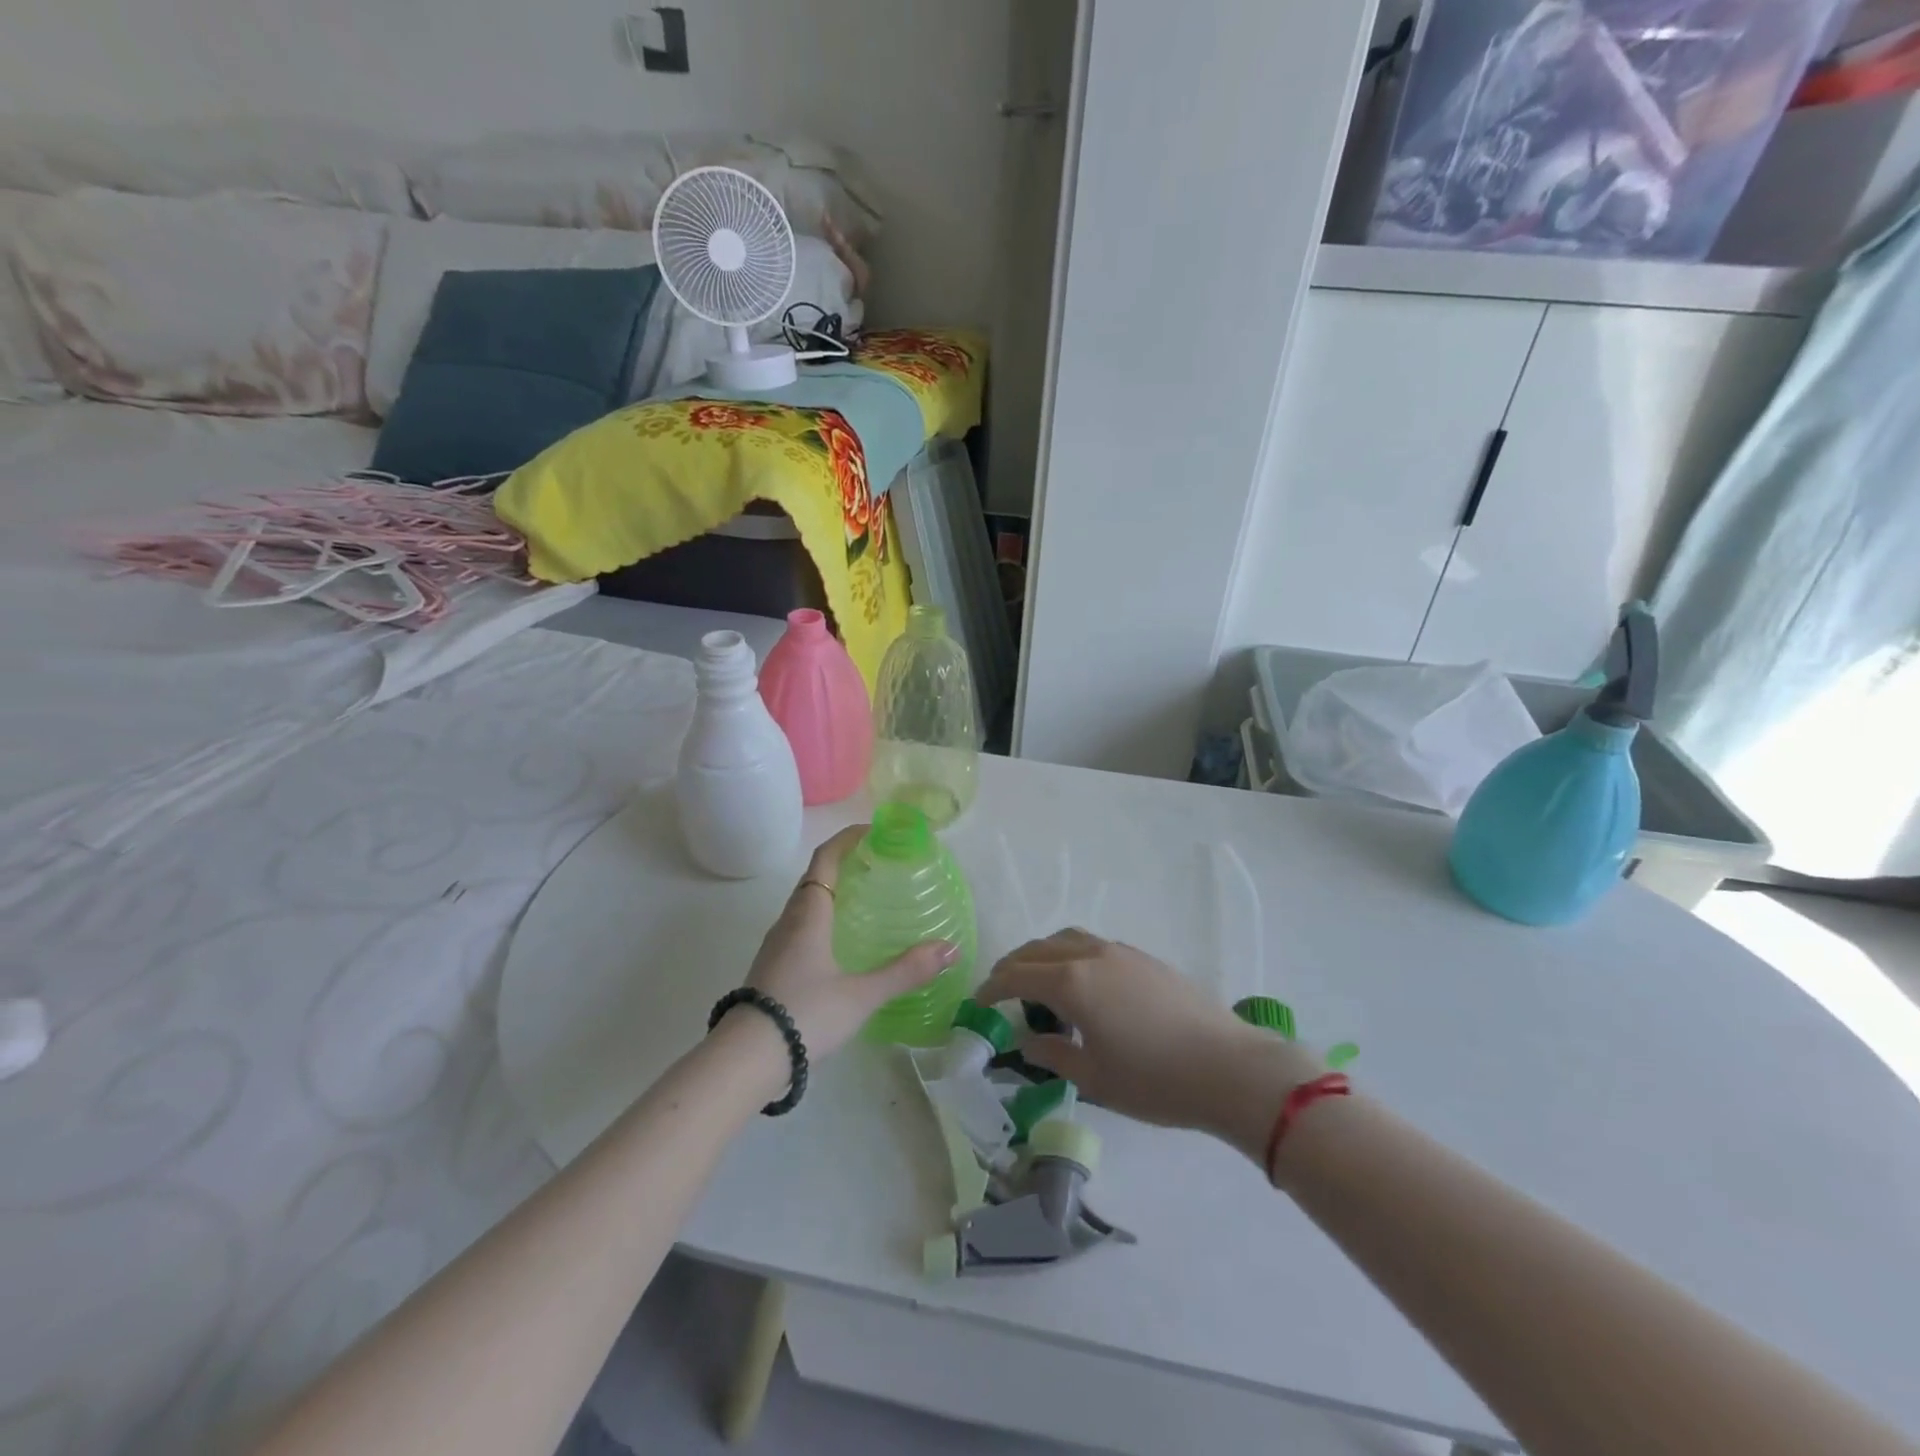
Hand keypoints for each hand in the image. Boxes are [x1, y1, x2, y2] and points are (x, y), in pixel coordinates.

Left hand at [737, 825, 958, 1063]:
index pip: (826, 859)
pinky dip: (822, 916)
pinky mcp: (771, 967)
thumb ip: (906, 971)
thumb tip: (950, 949)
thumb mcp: (862, 995)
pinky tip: (840, 941)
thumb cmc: (806, 1013)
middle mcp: (789, 920)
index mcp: (809, 914)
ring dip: (831, 890)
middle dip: (844, 862)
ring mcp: (776, 944)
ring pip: (805, 903)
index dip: (847, 839)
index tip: (874, 830)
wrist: (745, 1058)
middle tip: (878, 863)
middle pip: (815, 877)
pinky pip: (800, 925)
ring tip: (864, 898)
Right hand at [974, 929, 1321, 1160]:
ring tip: (1037, 982)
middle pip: (1037, 949)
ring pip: (1066, 939)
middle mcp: (1090, 955)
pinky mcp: (1143, 958)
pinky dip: (1070, 955)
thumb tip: (1025, 1040)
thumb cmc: (1154, 1079)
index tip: (977, 1004)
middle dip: (1012, 967)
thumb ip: (1052, 1054)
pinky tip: (1081, 985)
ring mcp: (1120, 952)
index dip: (991, 988)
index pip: (1016, 976)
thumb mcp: (1093, 1077)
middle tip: (999, 991)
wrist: (1228, 1067)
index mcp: (1071, 982)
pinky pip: (1092, 945)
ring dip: (1042, 955)